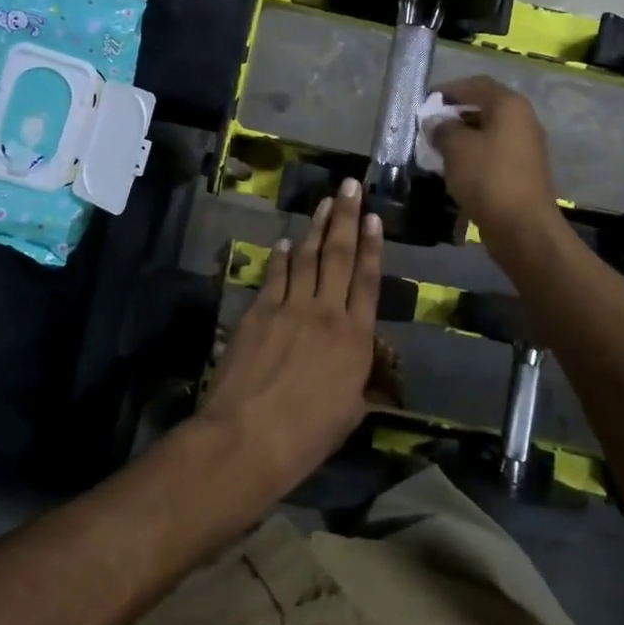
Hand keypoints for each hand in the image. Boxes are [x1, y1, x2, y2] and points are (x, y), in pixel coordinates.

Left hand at [200, 177, 384, 503]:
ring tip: (325, 202)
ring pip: (307, 258)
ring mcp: (290, 308)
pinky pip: (274, 276)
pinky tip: (283, 242)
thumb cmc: (307, 436)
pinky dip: (280, 257)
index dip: (373, 246)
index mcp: (355, 338)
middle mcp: (326, 313)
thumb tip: (365, 372)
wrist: (248, 438)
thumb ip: (360, 384)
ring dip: (316, 227)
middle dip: (347, 218)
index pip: (368, 281)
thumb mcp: (349, 413)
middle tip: (350, 186)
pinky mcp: (258, 311)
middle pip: (340, 256)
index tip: (375, 217)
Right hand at [429, 76, 559, 245]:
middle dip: (455, 114)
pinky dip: (474, 156)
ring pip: (488, 133)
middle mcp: (523, 120)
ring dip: (463, 137)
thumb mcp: (455, 148)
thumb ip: (442, 129)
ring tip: (436, 148)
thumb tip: (436, 123)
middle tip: (429, 126)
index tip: (426, 101)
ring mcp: (526, 147)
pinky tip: (454, 169)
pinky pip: (493, 154)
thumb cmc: (487, 178)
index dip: (450, 89)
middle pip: (484, 107)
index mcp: (509, 106)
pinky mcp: (523, 171)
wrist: (522, 227)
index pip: (476, 84)